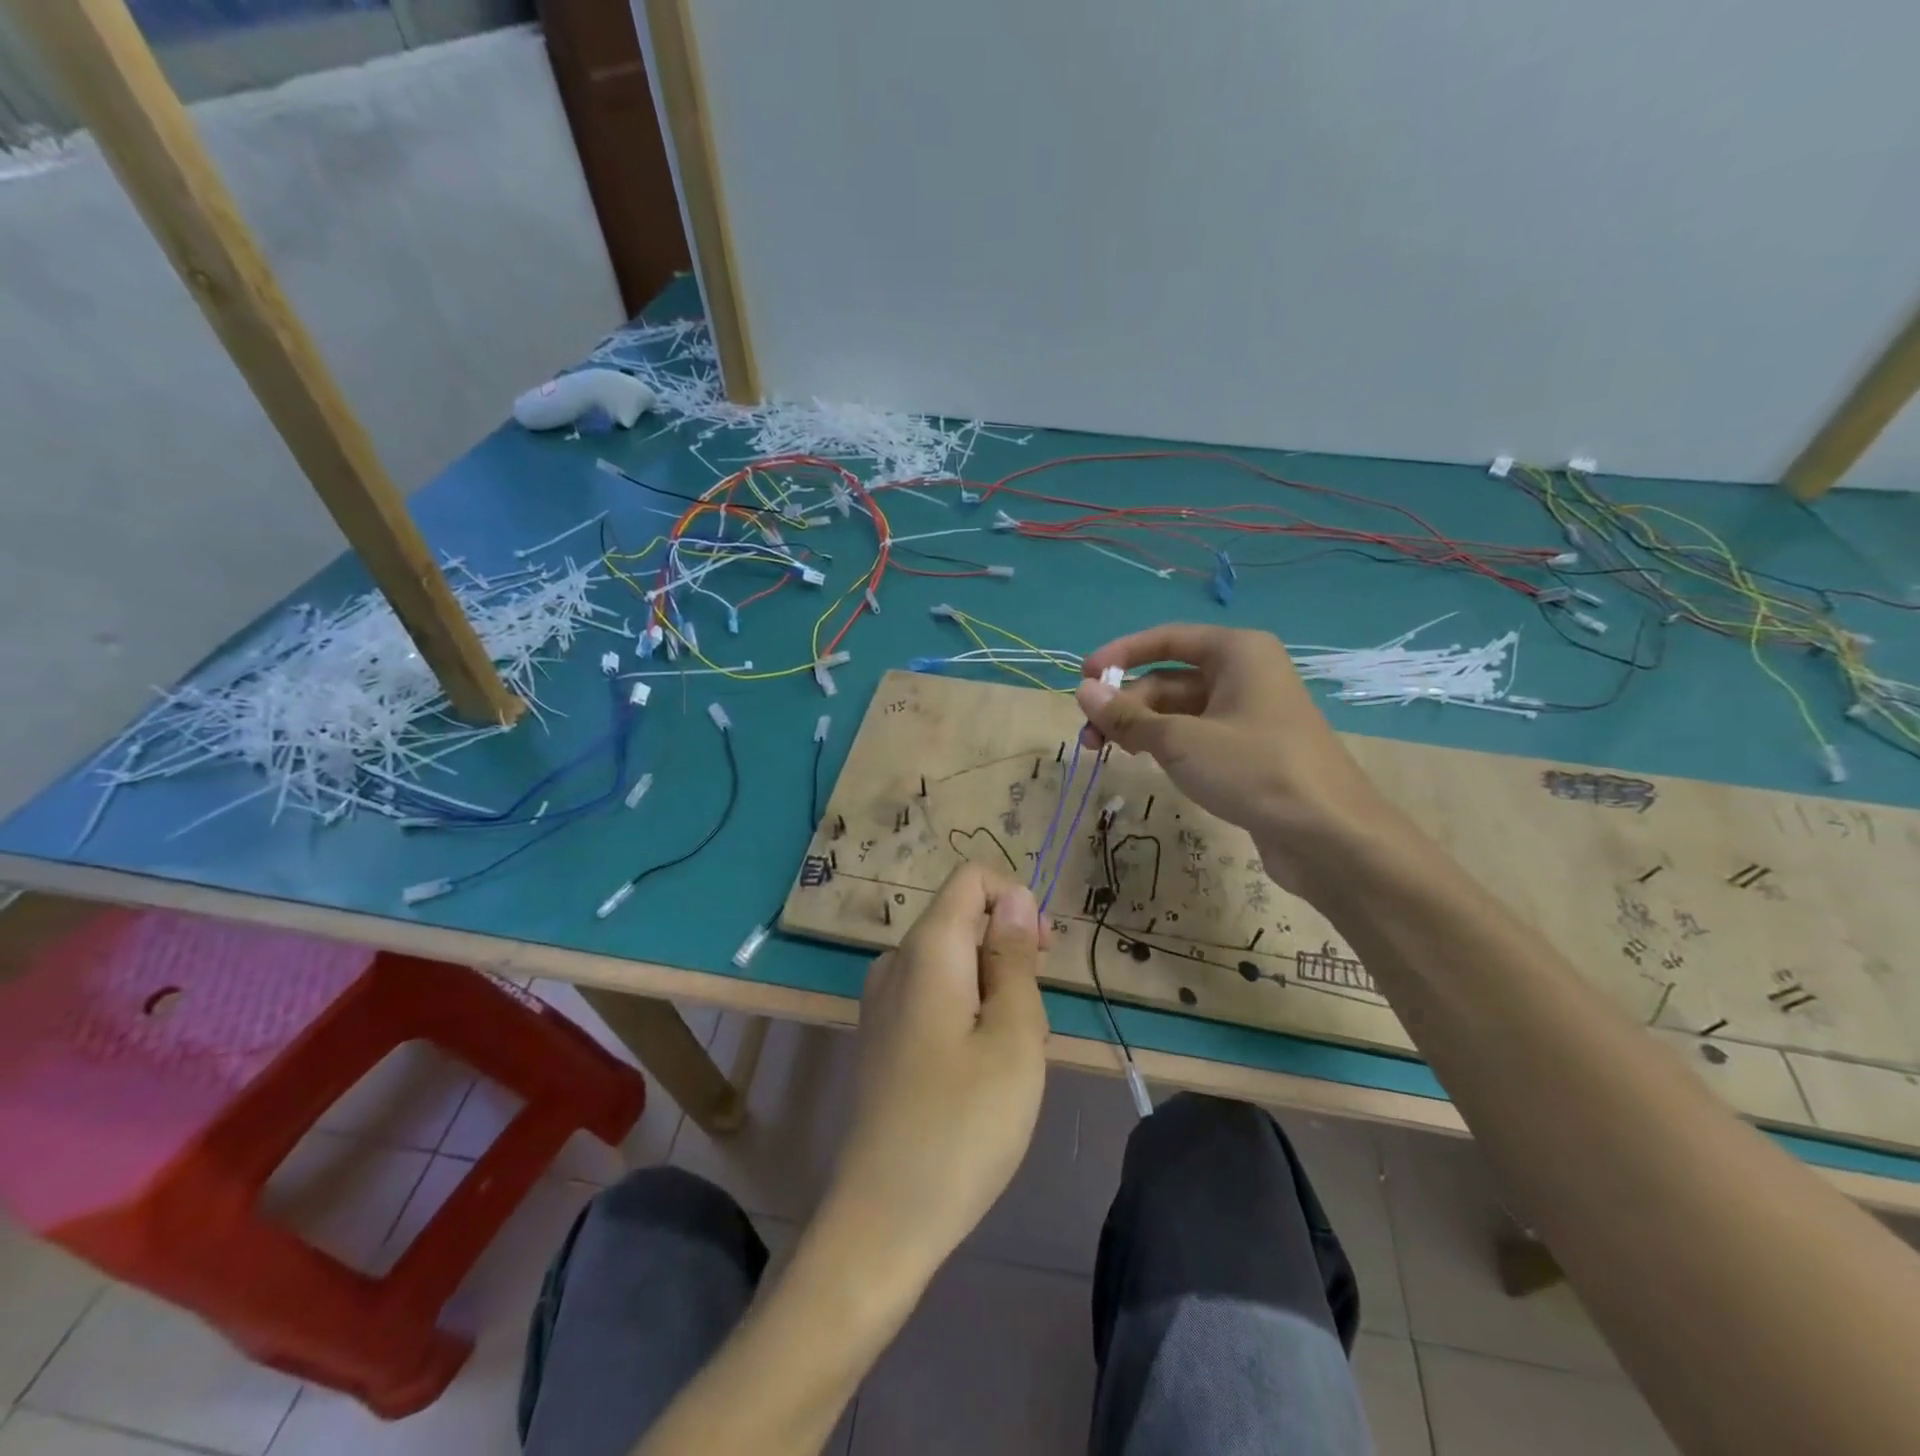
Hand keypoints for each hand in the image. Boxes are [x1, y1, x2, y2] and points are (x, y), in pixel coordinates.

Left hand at [822, 864, 1049, 1278]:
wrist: (883, 1219)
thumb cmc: (963, 1124)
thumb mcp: (1013, 1036)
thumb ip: (1014, 957)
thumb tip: (1015, 896)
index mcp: (926, 949)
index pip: (971, 879)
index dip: (1015, 900)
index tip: (1042, 955)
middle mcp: (895, 962)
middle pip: (963, 922)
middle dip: (1008, 957)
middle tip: (1028, 1027)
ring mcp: (882, 1001)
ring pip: (954, 965)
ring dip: (993, 994)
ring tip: (1005, 1062)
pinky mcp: (881, 1036)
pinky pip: (934, 997)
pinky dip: (967, 1016)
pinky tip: (976, 1076)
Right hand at [1075, 624, 1396, 893]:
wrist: (1329, 835)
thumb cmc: (1253, 770)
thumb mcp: (1180, 740)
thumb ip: (1128, 716)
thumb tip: (1083, 691)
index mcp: (1237, 652)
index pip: (1167, 639)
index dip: (1121, 654)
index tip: (1083, 677)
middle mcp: (1245, 674)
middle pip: (1169, 679)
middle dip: (1126, 705)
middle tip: (1088, 737)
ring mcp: (1250, 714)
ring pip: (1181, 711)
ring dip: (1141, 728)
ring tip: (1105, 753)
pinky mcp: (1251, 751)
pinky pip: (1197, 736)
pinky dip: (1167, 745)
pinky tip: (1146, 764)